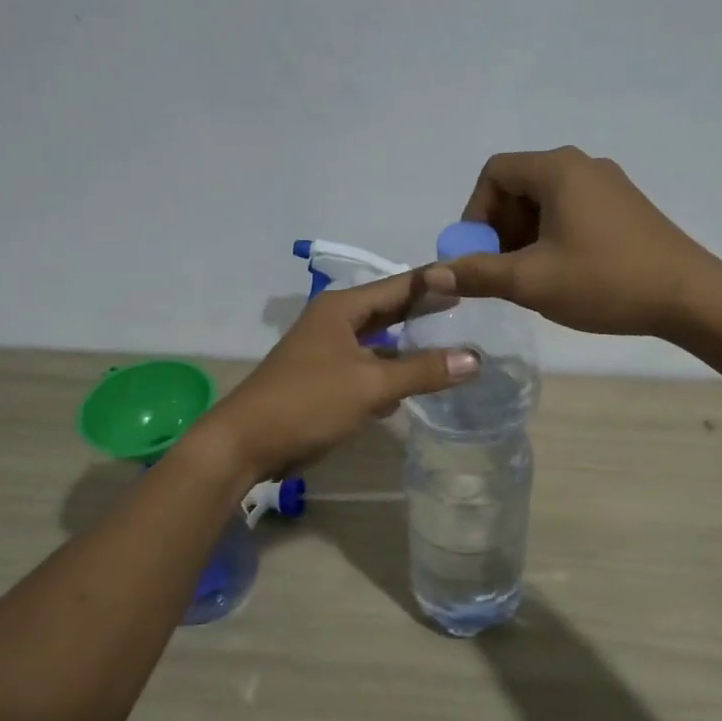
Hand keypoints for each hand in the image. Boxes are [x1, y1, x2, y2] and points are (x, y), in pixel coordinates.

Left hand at [195, 270, 480, 478]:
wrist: (245, 443)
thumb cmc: (307, 402)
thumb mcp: (371, 385)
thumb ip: (423, 370)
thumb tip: (476, 358)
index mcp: (342, 309)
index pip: (399, 285)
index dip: (434, 282)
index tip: (470, 277)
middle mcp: (334, 322)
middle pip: (389, 311)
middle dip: (424, 311)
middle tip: (467, 307)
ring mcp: (327, 351)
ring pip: (378, 342)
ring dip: (409, 345)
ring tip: (449, 344)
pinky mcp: (324, 380)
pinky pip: (367, 368)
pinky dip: (390, 372)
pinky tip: (414, 384)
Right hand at [426, 147, 715, 336]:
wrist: (690, 297)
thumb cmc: (605, 281)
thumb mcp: (531, 281)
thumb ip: (477, 274)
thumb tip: (432, 275)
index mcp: (557, 169)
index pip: (494, 173)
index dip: (475, 213)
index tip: (479, 255)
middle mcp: (582, 165)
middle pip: (519, 185)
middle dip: (500, 229)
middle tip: (502, 271)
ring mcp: (609, 184)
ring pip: (546, 201)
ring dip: (525, 236)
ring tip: (532, 278)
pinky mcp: (626, 206)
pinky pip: (572, 211)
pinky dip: (554, 236)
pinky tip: (564, 273)